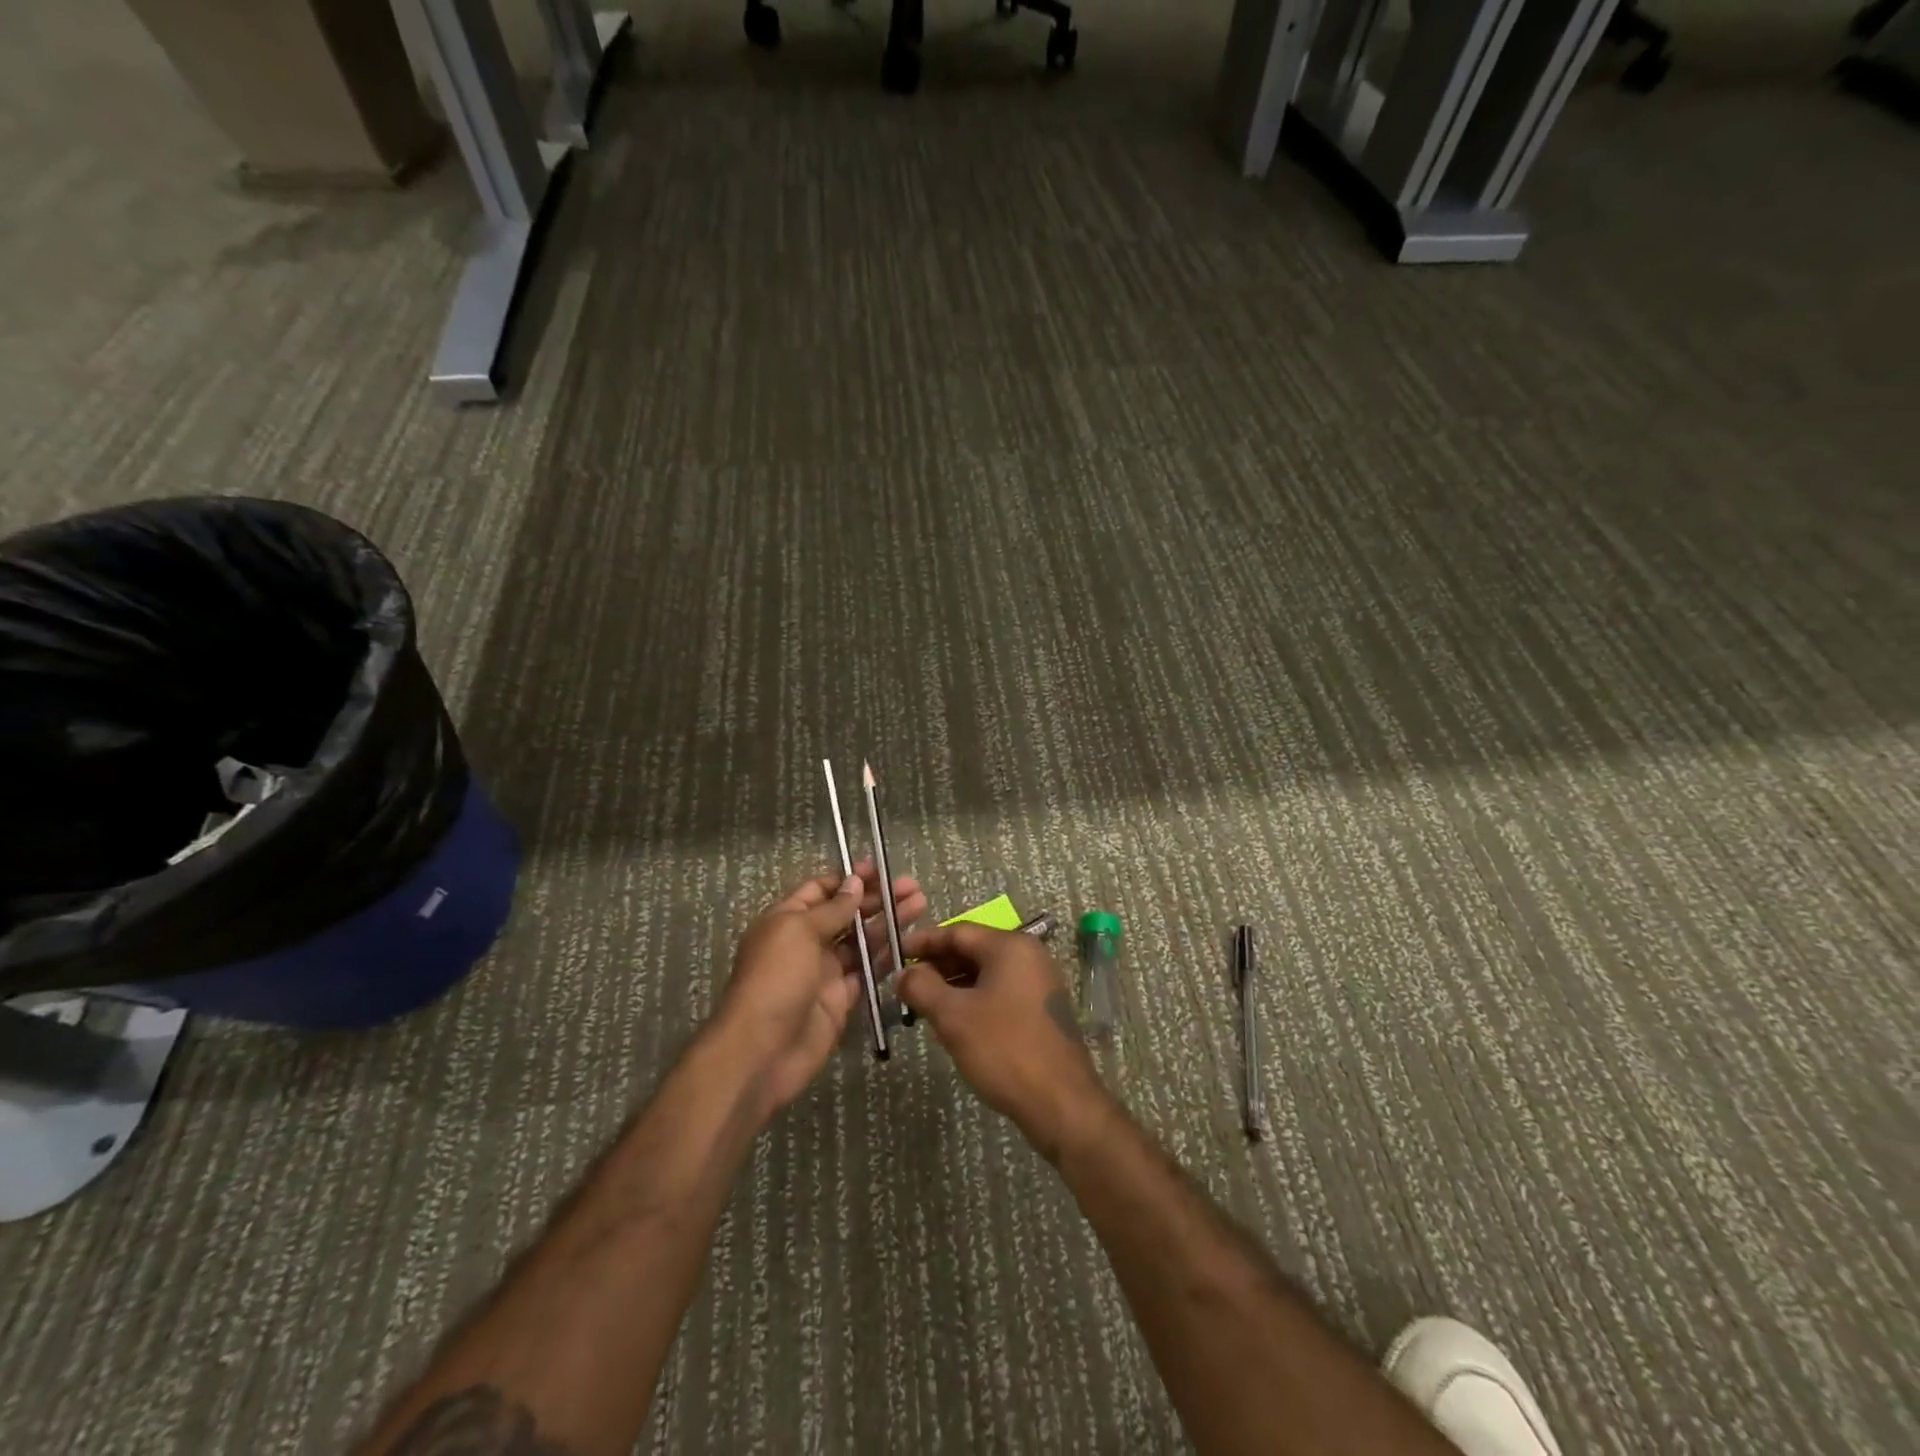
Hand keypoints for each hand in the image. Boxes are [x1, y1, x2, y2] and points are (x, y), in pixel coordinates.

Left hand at [715, 861, 927, 1118]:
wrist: (763, 1051)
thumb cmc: (776, 979)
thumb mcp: (799, 932)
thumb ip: (833, 909)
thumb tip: (855, 882)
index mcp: (788, 919)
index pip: (821, 890)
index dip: (850, 879)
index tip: (881, 870)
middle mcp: (807, 942)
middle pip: (847, 913)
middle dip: (878, 898)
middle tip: (913, 887)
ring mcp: (825, 971)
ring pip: (862, 940)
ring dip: (889, 922)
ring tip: (921, 905)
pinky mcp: (841, 998)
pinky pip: (868, 972)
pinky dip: (888, 956)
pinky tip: (911, 942)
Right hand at [896, 923, 1110, 1159]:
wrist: (1061, 1103)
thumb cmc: (1004, 1049)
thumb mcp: (953, 1017)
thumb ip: (922, 987)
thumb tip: (904, 973)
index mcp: (1010, 947)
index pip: (958, 931)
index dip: (923, 942)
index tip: (895, 955)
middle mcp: (1029, 956)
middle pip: (973, 950)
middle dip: (937, 966)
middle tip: (906, 986)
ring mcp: (1039, 983)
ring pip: (986, 974)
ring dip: (953, 986)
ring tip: (923, 1008)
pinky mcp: (1041, 1010)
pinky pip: (1000, 993)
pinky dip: (974, 1001)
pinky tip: (954, 1025)